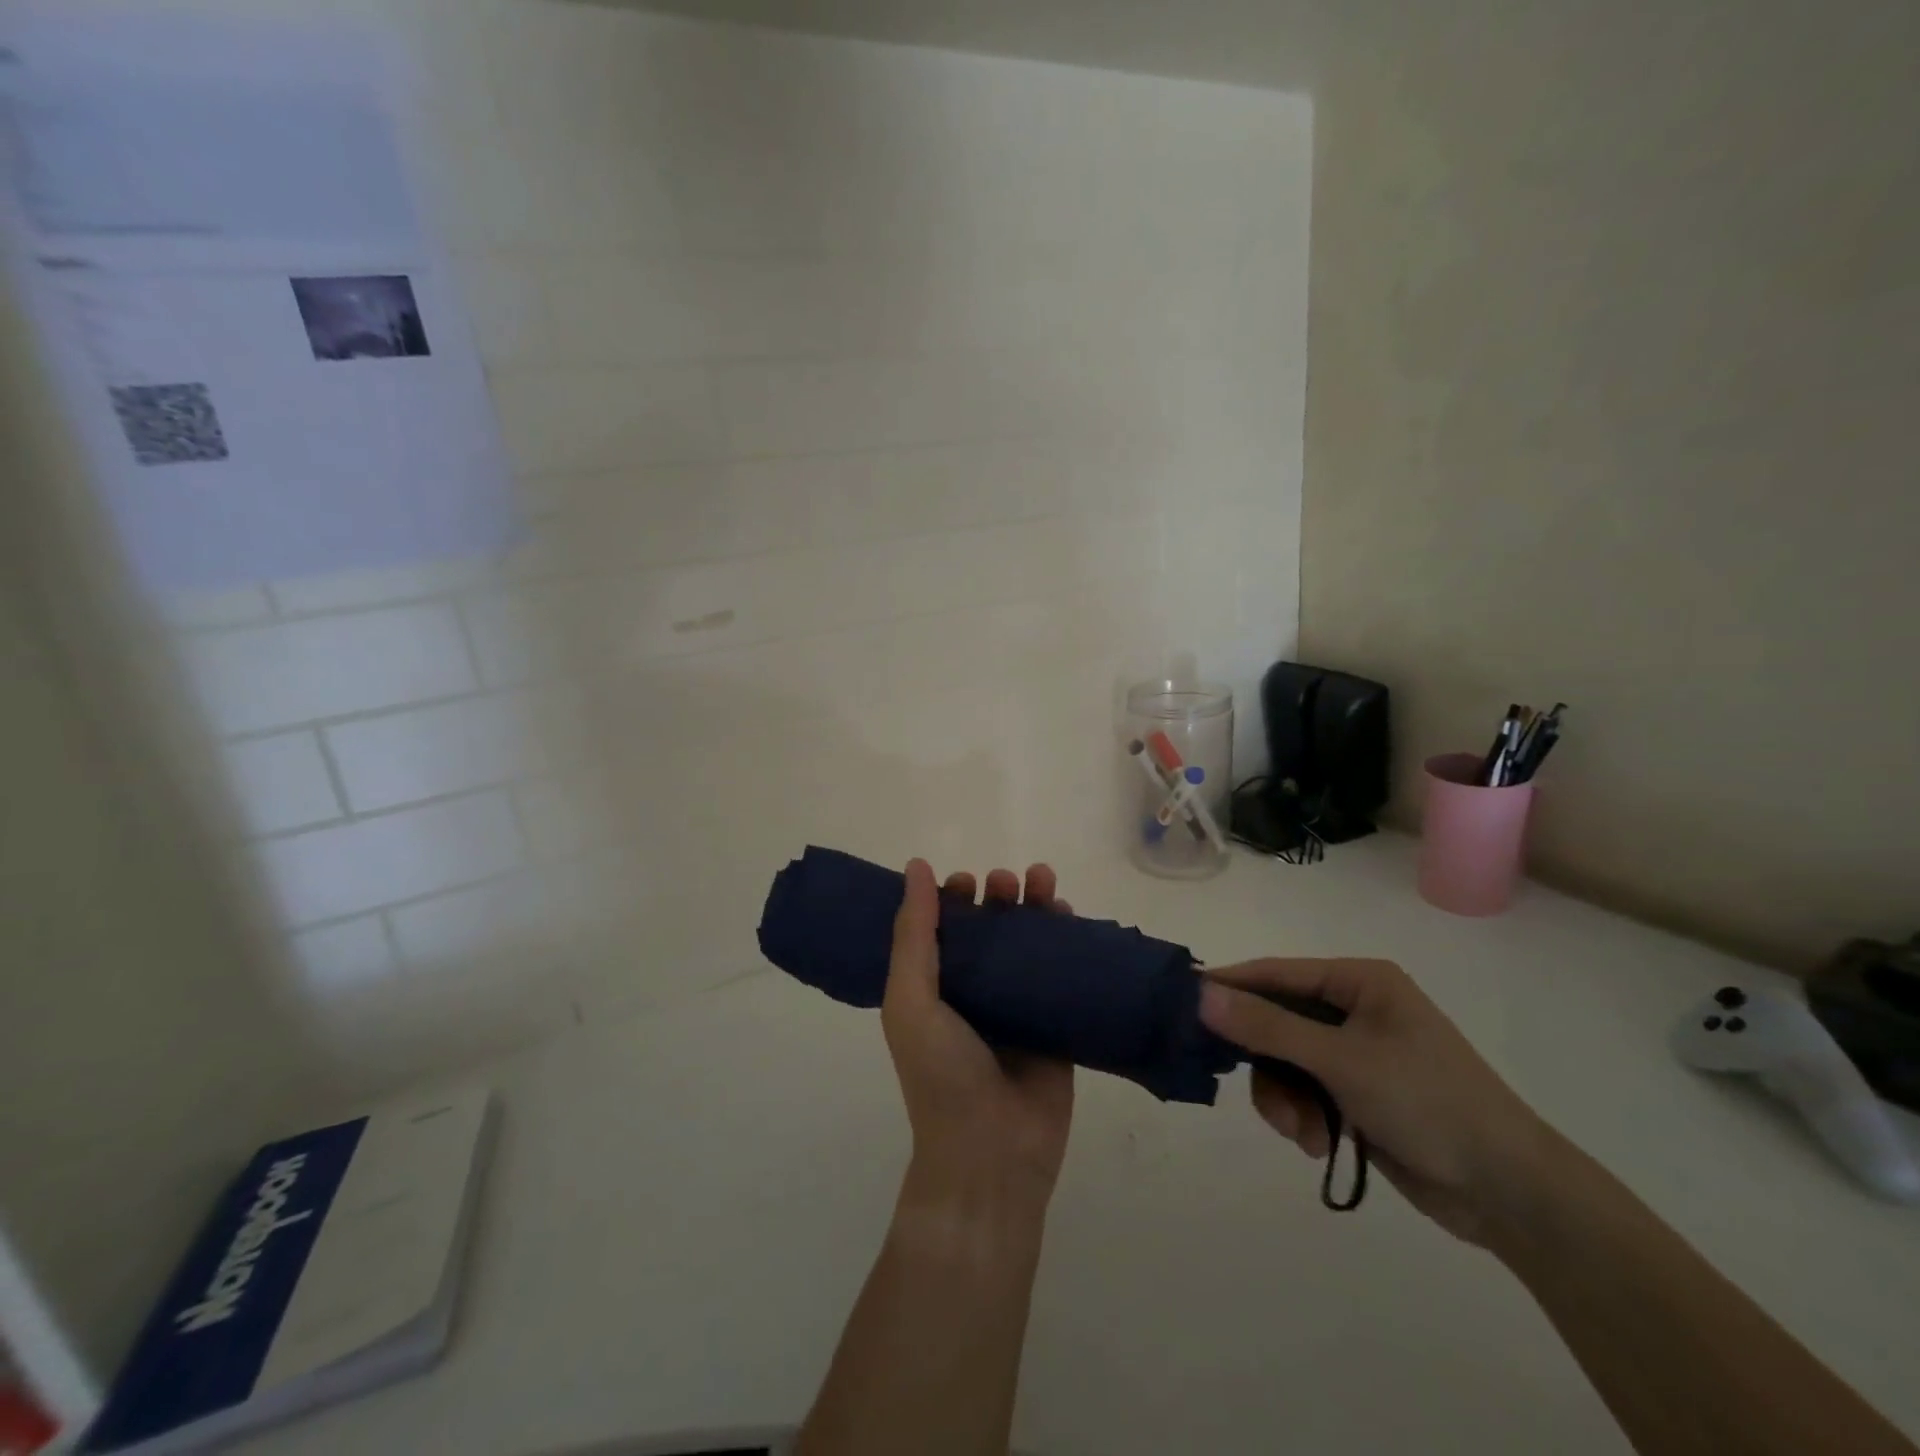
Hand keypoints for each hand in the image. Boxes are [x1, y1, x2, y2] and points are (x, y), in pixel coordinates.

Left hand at [882, 860, 1075, 1226]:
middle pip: (988, 930)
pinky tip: (1070, 914)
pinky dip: (1066, 940)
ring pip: (1027, 944)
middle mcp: (973, 993)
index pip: (942, 929)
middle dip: (996, 896)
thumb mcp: (910, 1000)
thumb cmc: (941, 1074)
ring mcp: (1016, 1008)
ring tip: (1042, 880)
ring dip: (1034, 907)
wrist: (992, 1155)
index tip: (964, 881)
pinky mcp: (1054, 1024)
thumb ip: (914, 934)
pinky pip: (1061, 973)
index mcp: (932, 989)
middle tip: (1004, 881)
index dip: (951, 899)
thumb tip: (917, 866)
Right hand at [1199, 958, 1554, 1245]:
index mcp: (1359, 982)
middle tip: (1239, 1083)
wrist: (1509, 1192)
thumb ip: (1267, 1027)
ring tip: (1299, 1132)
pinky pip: (1305, 1090)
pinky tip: (1316, 1142)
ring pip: (1285, 1061)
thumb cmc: (1427, 1102)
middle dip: (1263, 1060)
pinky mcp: (1358, 1093)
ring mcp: (1357, 1052)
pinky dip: (1301, 1115)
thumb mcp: (1340, 1060)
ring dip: (1282, 1097)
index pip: (1276, 973)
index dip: (1230, 986)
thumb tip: (1200, 993)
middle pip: (1276, 1020)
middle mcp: (1355, 1009)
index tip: (1183, 1004)